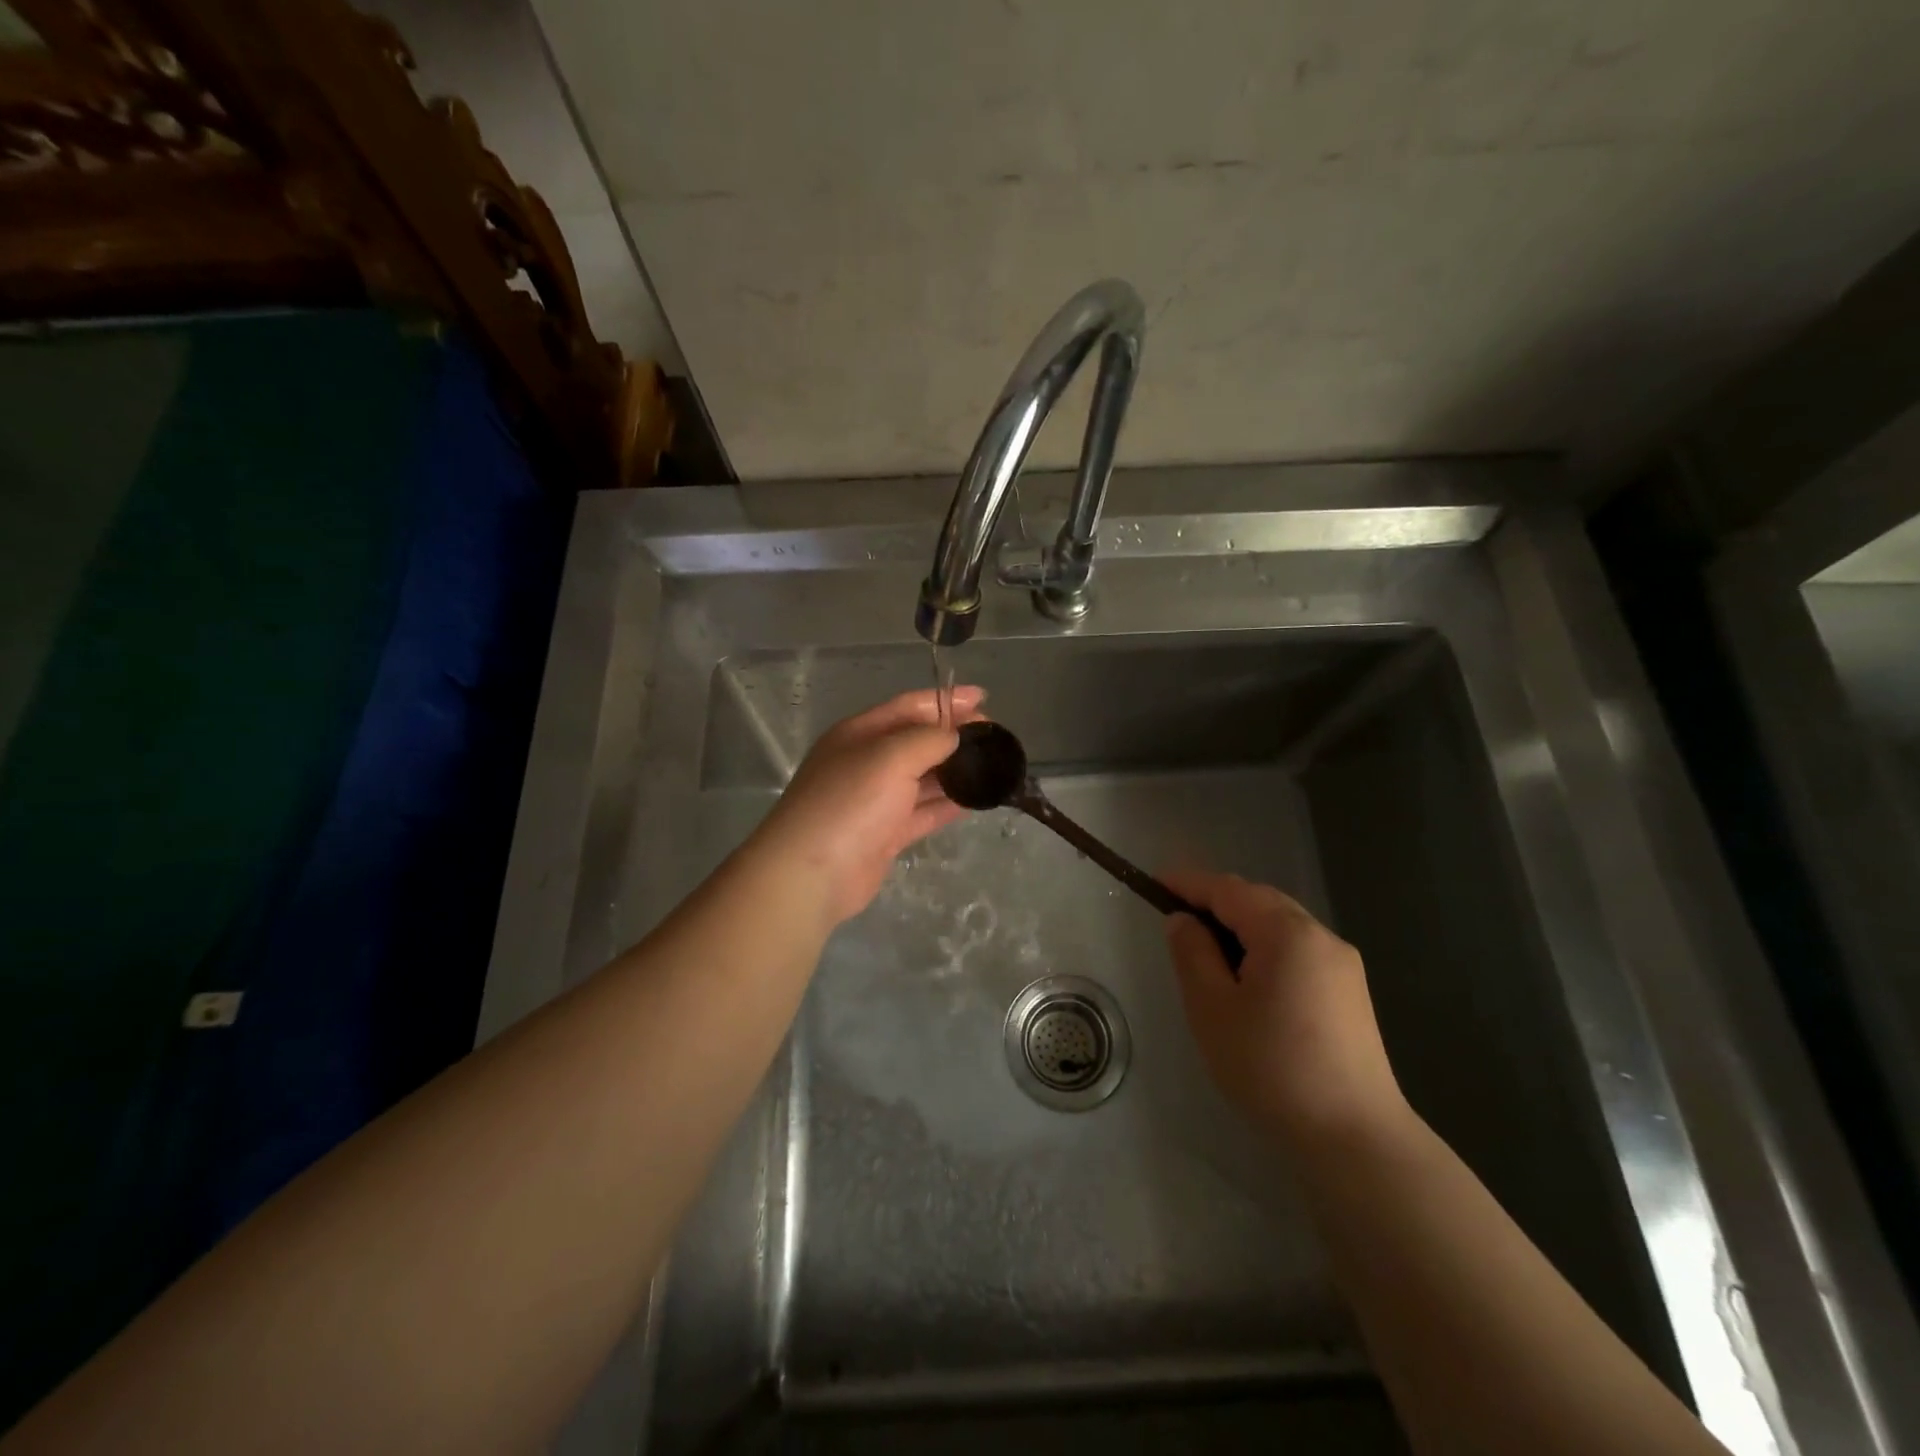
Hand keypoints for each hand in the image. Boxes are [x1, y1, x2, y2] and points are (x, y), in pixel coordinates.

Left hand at [754, 687, 985, 924]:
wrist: (812, 873)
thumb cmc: (850, 803)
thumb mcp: (890, 757)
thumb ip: (928, 739)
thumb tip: (955, 736)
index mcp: (860, 733)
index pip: (908, 706)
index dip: (945, 701)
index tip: (984, 699)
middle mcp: (866, 762)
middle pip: (916, 741)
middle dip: (954, 736)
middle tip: (994, 739)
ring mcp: (874, 801)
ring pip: (922, 779)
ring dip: (954, 772)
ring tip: (993, 767)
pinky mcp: (883, 835)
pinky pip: (922, 812)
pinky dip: (947, 804)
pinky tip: (975, 800)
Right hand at [1163, 870, 1406, 1145]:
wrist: (1355, 1138)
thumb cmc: (1272, 1067)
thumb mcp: (1212, 1008)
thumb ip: (1192, 953)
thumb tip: (1183, 920)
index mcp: (1287, 932)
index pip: (1228, 890)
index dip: (1188, 883)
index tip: (1154, 883)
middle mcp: (1321, 936)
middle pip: (1259, 900)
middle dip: (1216, 902)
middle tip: (1176, 918)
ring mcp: (1342, 965)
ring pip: (1281, 925)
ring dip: (1241, 925)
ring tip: (1207, 950)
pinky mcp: (1350, 993)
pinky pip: (1298, 950)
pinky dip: (1265, 948)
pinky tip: (1248, 979)